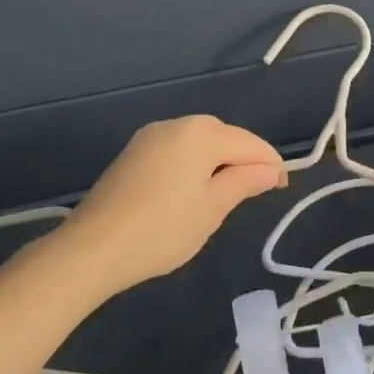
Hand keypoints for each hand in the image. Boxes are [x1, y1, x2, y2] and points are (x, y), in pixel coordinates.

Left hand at [50, 115, 286, 295]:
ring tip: (228, 192)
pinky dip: (194, 163)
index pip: (249, 143)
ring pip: (199, 141)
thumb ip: (244, 182)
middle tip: (256, 191)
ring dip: (218, 160)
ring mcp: (151, 136)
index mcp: (201, 134)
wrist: (91, 249)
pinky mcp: (134, 152)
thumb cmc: (162, 230)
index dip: (270, 164)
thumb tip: (271, 170)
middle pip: (224, 135)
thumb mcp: (212, 209)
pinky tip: (193, 189)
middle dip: (244, 158)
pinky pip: (177, 149)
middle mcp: (177, 124)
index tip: (282, 188)